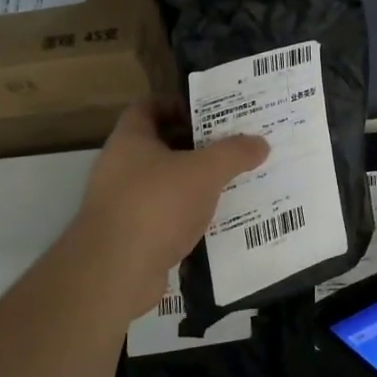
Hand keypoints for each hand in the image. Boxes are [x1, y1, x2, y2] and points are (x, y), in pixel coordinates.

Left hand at [75, 100, 267, 280]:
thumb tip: (261, 142)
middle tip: (235, 146)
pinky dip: (191, 216)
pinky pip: (168, 216)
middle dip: (198, 145)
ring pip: (168, 183)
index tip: (212, 112)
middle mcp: (121, 166)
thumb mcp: (204, 171)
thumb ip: (234, 153)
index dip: (179, 104)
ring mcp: (124, 203)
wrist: (115, 272)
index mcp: (130, 139)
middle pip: (163, 145)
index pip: (149, 106)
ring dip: (197, 183)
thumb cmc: (156, 205)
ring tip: (236, 182)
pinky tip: (220, 220)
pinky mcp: (133, 236)